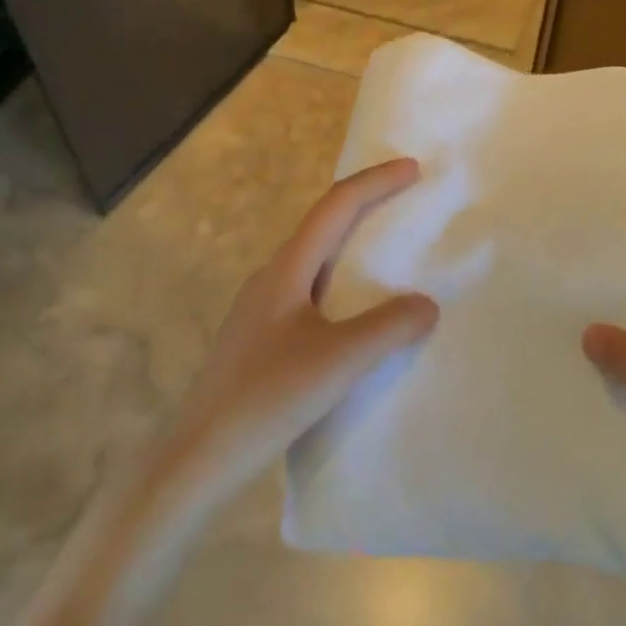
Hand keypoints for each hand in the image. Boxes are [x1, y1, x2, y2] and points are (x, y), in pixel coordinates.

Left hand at [159, 157, 438, 501]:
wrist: (199, 456)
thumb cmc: (267, 397)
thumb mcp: (337, 362)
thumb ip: (387, 328)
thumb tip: (427, 303)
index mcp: (286, 269)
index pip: (335, 207)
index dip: (375, 182)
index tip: (413, 169)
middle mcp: (271, 277)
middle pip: (322, 224)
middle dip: (365, 205)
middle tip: (406, 200)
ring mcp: (261, 308)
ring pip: (314, 259)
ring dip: (351, 244)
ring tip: (388, 251)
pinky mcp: (260, 337)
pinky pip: (310, 290)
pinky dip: (341, 281)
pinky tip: (354, 312)